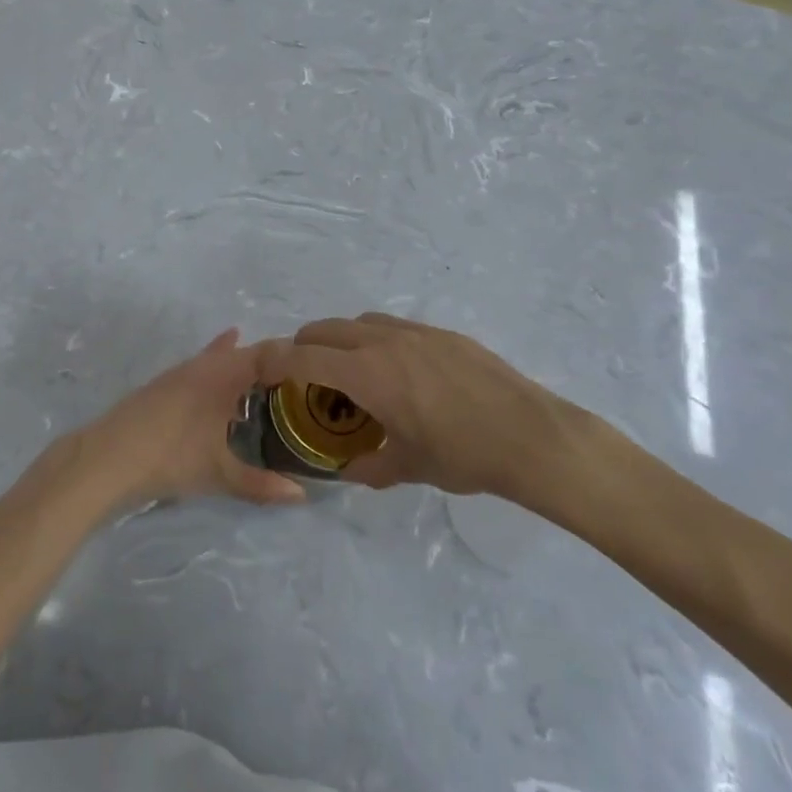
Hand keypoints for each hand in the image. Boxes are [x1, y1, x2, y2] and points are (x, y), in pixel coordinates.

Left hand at [77, 331, 307, 507]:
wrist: (108, 456)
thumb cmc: (171, 457)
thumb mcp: (220, 473)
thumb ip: (262, 484)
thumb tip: (302, 496)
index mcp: (222, 376)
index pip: (266, 353)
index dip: (291, 355)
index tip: (316, 366)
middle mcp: (203, 366)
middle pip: (244, 353)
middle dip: (270, 362)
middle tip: (300, 376)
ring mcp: (179, 374)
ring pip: (220, 359)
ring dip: (243, 364)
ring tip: (267, 370)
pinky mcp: (163, 385)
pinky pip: (201, 367)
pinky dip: (218, 366)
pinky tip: (219, 374)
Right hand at [257, 314, 589, 502]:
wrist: (532, 435)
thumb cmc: (464, 455)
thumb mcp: (409, 467)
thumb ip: (369, 467)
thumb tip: (348, 470)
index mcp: (367, 373)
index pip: (304, 357)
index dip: (274, 360)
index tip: (259, 367)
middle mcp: (384, 342)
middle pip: (326, 328)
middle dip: (304, 345)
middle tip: (304, 374)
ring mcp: (416, 332)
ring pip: (360, 321)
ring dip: (342, 339)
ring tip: (353, 370)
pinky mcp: (443, 334)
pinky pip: (395, 326)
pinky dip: (377, 340)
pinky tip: (401, 372)